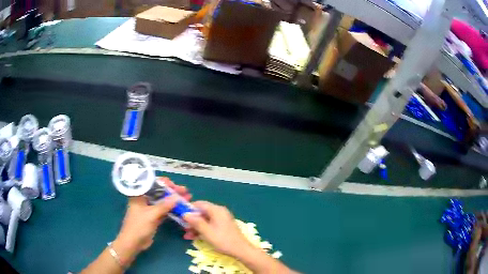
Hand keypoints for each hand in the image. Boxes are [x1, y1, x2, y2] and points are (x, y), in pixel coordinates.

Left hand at [113, 177, 190, 264]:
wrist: (133, 242)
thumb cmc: (138, 226)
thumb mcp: (151, 215)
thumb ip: (164, 206)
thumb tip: (177, 197)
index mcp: (139, 194)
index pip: (152, 183)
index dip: (164, 182)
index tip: (175, 185)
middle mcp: (144, 199)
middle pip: (159, 191)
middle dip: (172, 191)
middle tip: (185, 191)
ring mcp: (149, 208)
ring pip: (163, 201)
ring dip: (174, 200)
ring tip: (187, 198)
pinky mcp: (153, 217)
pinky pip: (164, 210)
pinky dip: (172, 209)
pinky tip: (182, 208)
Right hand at [183, 201, 297, 273]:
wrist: (241, 250)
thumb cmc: (223, 240)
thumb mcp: (207, 232)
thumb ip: (195, 222)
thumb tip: (184, 213)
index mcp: (216, 210)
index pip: (199, 204)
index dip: (188, 208)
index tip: (179, 215)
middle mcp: (219, 212)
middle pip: (201, 212)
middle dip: (191, 220)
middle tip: (182, 228)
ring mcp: (221, 220)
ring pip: (204, 220)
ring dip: (195, 227)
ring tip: (186, 235)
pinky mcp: (222, 227)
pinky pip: (209, 225)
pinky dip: (202, 230)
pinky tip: (194, 237)